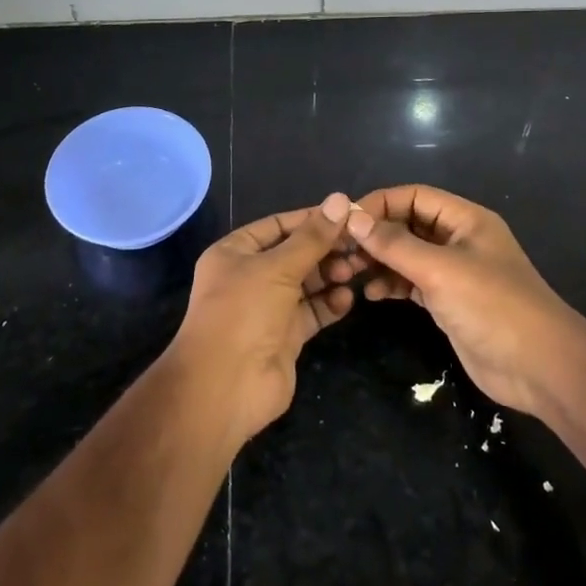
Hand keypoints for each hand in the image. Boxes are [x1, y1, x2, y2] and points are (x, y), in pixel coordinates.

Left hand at [167, 193, 356, 443]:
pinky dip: (330, 304)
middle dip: (326, 249)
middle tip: (360, 245)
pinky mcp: (285, 335)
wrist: (225, 386)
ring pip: (306, 283)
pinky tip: (348, 298)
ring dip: (331, 275)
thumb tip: (341, 199)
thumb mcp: (277, 267)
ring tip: (357, 270)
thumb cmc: (243, 312)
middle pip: (295, 254)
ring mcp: (267, 308)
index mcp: (235, 252)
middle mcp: (250, 277)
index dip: (311, 220)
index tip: (348, 214)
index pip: (278, 226)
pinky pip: (312, 312)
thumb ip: (312, 237)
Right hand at [332, 184, 585, 419]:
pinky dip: (391, 284)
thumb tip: (353, 218)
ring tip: (350, 273)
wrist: (540, 368)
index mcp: (466, 220)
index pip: (415, 196)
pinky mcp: (448, 302)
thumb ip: (395, 244)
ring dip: (379, 260)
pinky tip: (372, 293)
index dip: (380, 203)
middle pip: (408, 224)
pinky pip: (411, 282)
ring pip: (407, 255)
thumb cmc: (493, 307)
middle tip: (341, 251)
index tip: (346, 221)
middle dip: (376, 234)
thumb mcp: (440, 270)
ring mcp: (454, 272)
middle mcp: (458, 240)